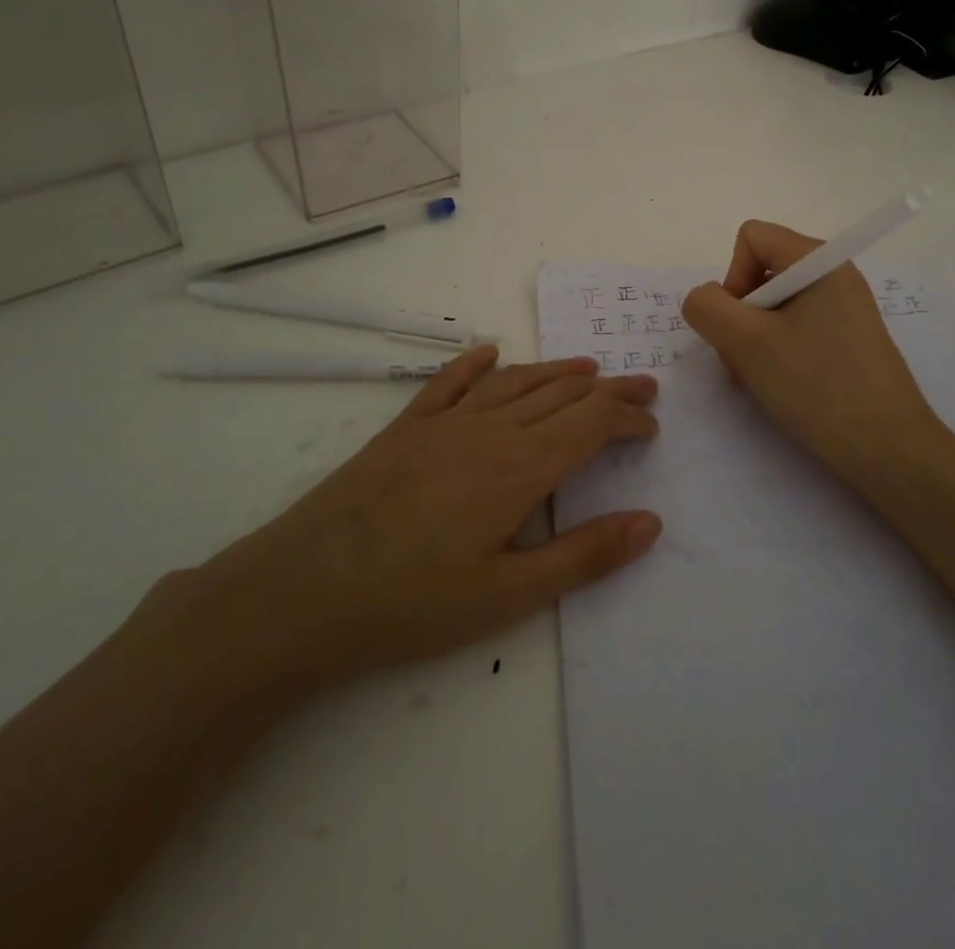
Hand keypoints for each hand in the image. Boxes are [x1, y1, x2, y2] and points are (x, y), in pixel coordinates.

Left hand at [157, 347, 660, 711]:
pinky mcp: (405, 429)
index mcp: (519, 468)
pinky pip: (449, 382)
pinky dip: (475, 363)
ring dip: (556, 372)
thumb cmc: (411, 603)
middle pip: (561, 395)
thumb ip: (583, 556)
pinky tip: (490, 352)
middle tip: (642, 385)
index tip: (651, 426)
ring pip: (514, 382)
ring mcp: (443, 424)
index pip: (590, 424)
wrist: (302, 590)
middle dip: (607, 389)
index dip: (627, 418)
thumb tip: (650, 523)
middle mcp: (488, 431)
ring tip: (587, 369)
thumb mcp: (508, 596)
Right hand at [681, 221, 946, 492]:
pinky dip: (775, 353)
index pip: (752, 238)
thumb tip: (704, 300)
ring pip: (773, 306)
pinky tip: (780, 386)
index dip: (733, 277)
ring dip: (752, 340)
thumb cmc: (818, 386)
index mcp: (820, 260)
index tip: (741, 324)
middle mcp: (834, 275)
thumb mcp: (748, 343)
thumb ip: (708, 308)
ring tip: (760, 379)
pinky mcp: (846, 341)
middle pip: (761, 272)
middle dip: (740, 315)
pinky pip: (794, 329)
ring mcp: (843, 309)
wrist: (888, 451)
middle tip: (744, 360)